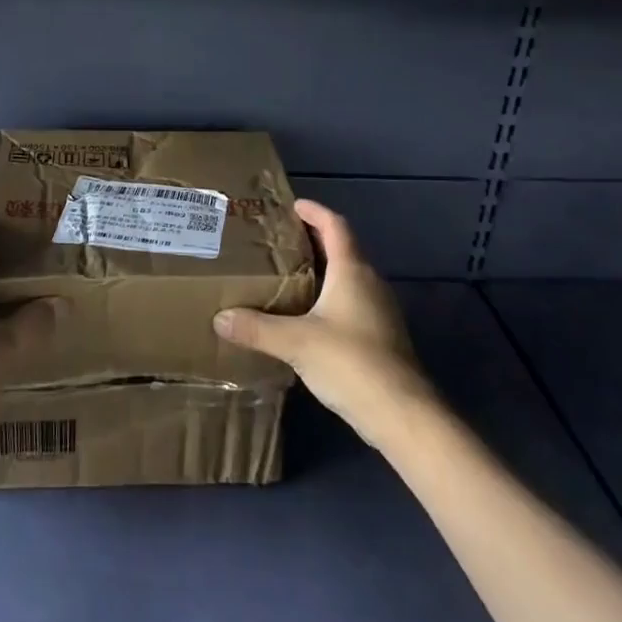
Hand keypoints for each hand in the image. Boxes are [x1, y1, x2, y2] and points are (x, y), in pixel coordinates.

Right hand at [214, 198, 435, 443]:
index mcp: (352, 270)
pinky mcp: (382, 336)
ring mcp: (380, 310)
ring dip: (323, 269)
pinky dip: (330, 296)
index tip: (293, 205)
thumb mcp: (296, 342)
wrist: (403, 415)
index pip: (335, 225)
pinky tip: (309, 315)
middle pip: (343, 248)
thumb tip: (219, 317)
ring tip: (289, 274)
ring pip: (349, 276)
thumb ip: (257, 328)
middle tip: (280, 240)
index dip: (315, 211)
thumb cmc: (351, 362)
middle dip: (314, 240)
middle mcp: (370, 282)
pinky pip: (353, 301)